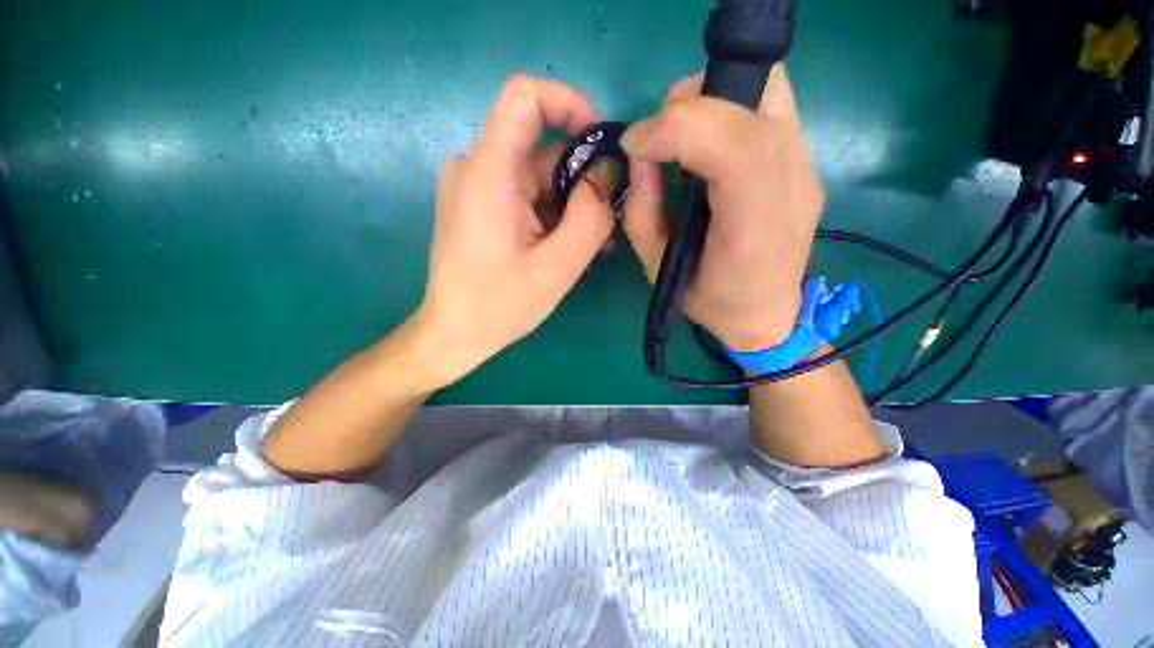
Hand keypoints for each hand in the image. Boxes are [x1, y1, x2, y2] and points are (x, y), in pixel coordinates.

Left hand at [414, 75, 614, 387]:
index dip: (569, 103)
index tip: (600, 141)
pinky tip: (568, 244)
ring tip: (595, 242)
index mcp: (488, 173)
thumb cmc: (500, 306)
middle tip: (608, 220)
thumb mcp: (558, 266)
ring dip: (569, 203)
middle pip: (540, 149)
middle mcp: (475, 168)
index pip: (524, 96)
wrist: (454, 334)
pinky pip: (524, 195)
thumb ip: (590, 215)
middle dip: (580, 179)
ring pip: (536, 177)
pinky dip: (551, 213)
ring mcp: (474, 188)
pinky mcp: (478, 206)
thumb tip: (605, 173)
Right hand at [621, 67, 823, 351]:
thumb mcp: (657, 266)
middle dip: (695, 102)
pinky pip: (768, 111)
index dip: (680, 127)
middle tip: (661, 138)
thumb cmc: (709, 300)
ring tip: (682, 144)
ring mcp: (807, 169)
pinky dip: (728, 113)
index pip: (738, 146)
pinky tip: (708, 153)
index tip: (636, 143)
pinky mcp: (805, 163)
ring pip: (768, 88)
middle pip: (759, 92)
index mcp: (754, 229)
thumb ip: (642, 210)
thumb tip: (639, 153)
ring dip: (712, 101)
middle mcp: (794, 185)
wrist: (767, 314)